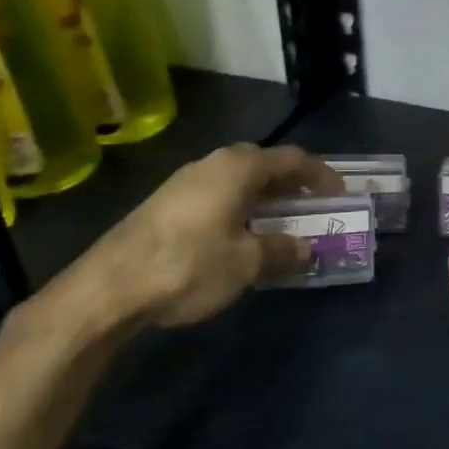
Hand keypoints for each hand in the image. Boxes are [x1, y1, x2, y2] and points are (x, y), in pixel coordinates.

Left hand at [46, 144, 341, 335]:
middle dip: (293, 186)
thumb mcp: (248, 262)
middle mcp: (213, 164)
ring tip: (282, 225)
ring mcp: (184, 182)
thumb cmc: (190, 265)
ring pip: (239, 182)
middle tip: (314, 208)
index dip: (321, 176)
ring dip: (265, 199)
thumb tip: (306, 248)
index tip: (341, 196)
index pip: (294, 159)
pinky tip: (241, 238)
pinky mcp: (165, 205)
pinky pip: (218, 196)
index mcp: (239, 167)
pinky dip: (240, 209)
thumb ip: (283, 250)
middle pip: (265, 165)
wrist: (107, 290)